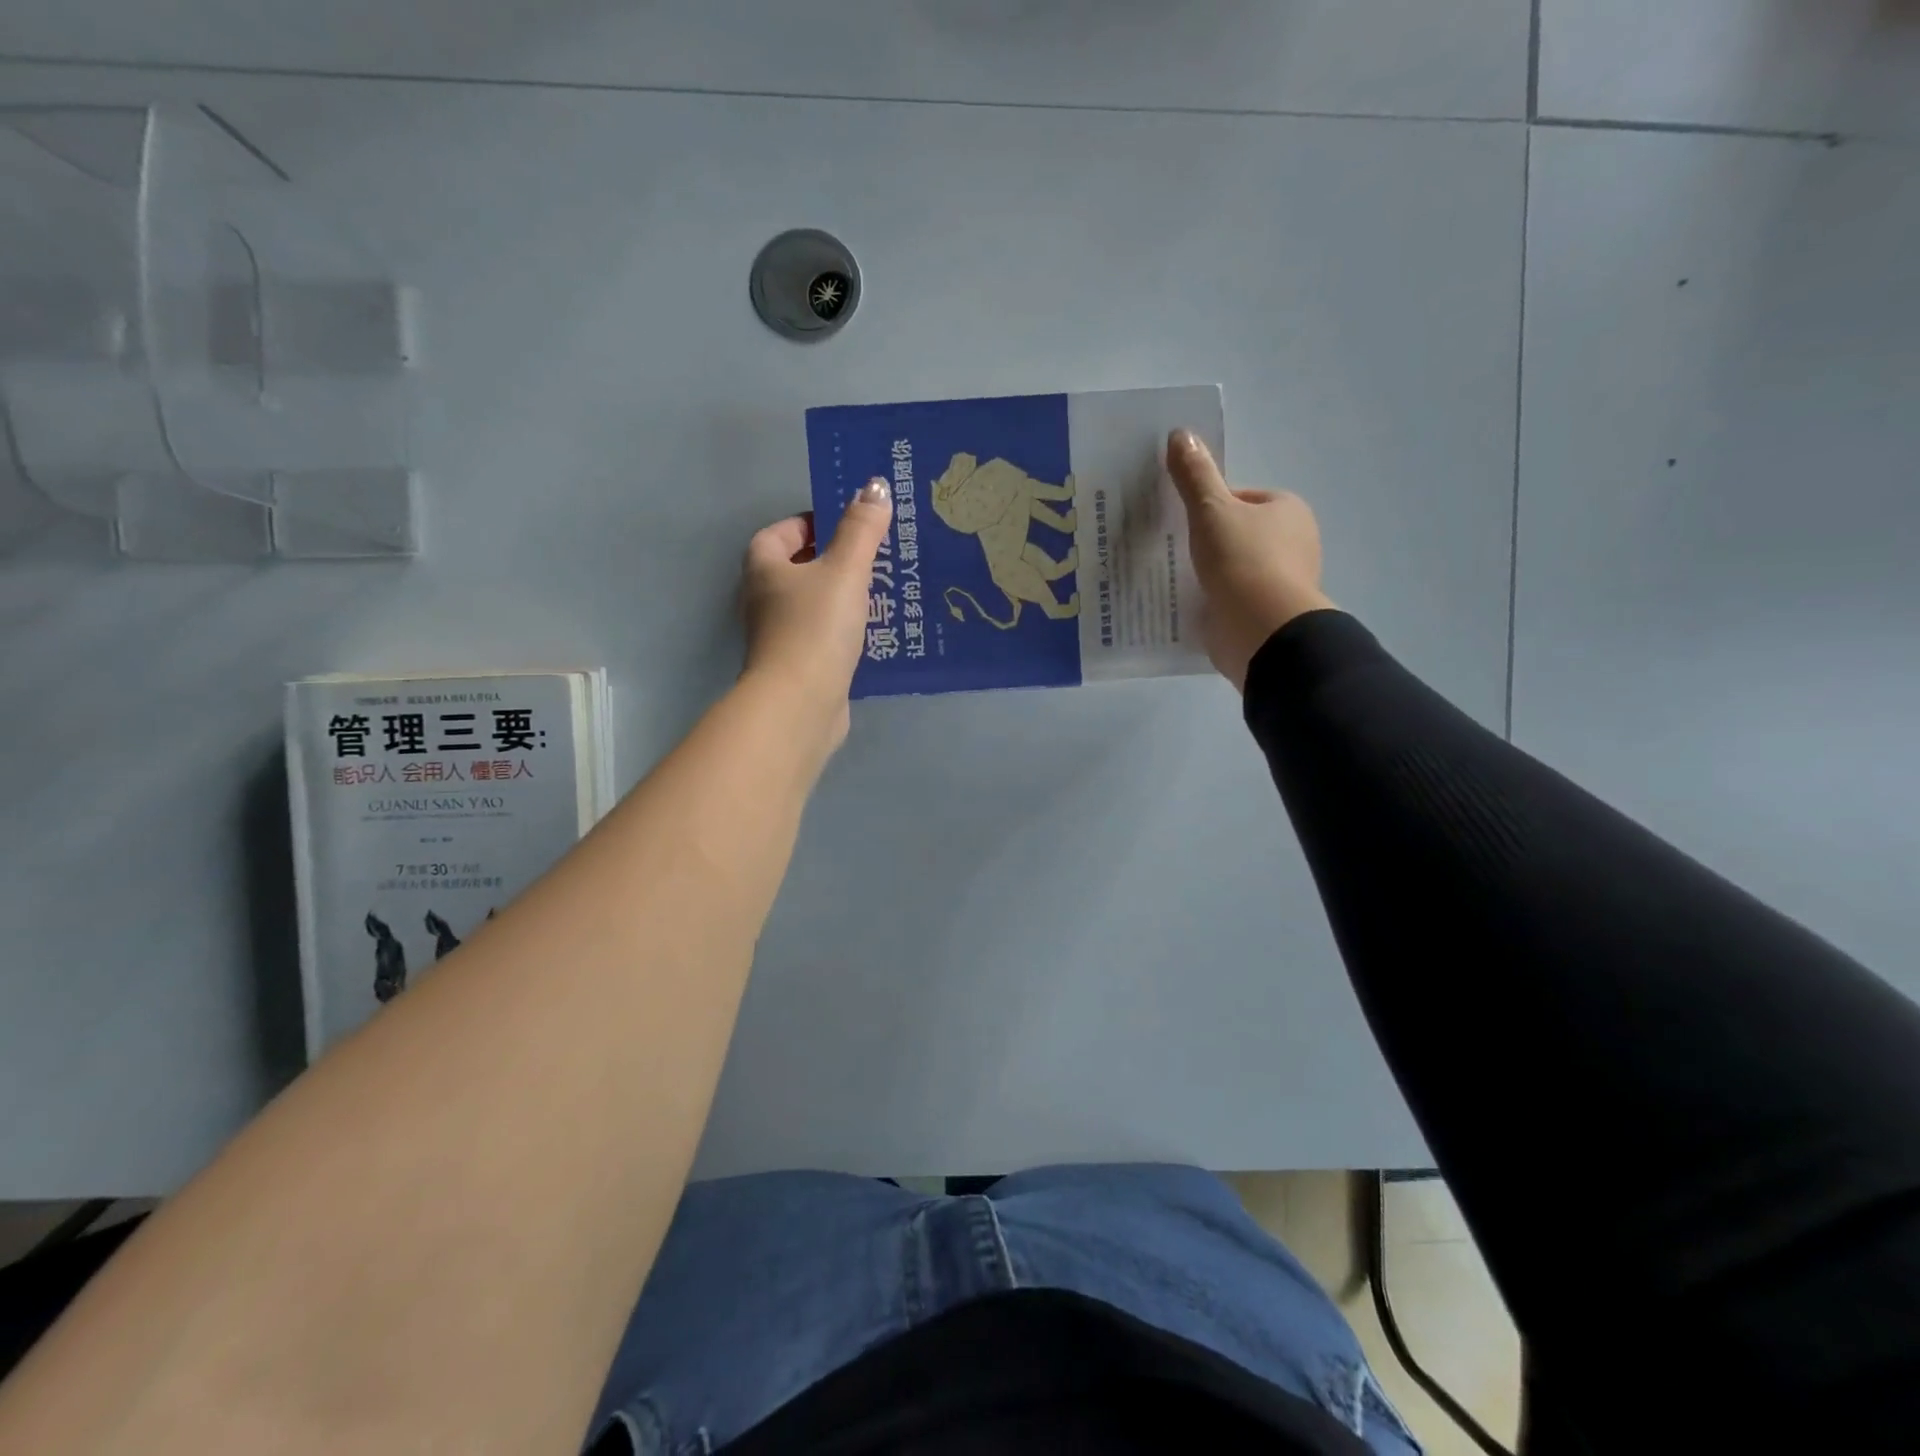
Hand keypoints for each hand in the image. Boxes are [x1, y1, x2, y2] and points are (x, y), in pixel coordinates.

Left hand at [740, 478, 892, 745]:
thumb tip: (875, 486)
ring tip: (884, 591)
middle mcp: (764, 598)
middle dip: (835, 560)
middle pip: (800, 568)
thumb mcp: (845, 569)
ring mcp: (780, 635)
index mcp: (764, 567)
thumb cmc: (816, 627)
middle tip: (877, 556)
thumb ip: (861, 529)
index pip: (783, 531)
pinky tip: (876, 632)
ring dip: (843, 597)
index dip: (813, 523)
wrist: (800, 703)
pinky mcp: (799, 666)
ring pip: (814, 604)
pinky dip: (846, 630)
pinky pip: (825, 635)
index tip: (850, 526)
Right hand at [1167, 429, 1333, 691]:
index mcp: (1289, 511)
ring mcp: (1282, 582)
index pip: (1242, 499)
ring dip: (1210, 575)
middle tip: (1173, 552)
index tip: (1184, 523)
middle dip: (1209, 543)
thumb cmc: (1241, 560)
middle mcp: (1294, 543)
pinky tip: (1190, 606)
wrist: (1261, 629)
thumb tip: (1180, 433)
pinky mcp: (1266, 615)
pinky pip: (1234, 600)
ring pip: (1235, 569)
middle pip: (1238, 534)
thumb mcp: (1211, 509)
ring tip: (1177, 580)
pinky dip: (1214, 601)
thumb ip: (1195, 475)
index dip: (1210, 508)